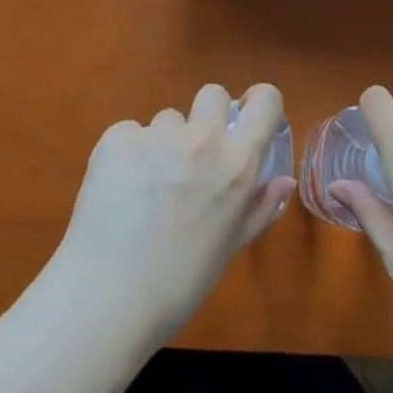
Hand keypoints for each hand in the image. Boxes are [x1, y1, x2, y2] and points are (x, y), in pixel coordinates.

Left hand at [49, 82, 293, 346]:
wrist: (107, 298)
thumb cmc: (179, 285)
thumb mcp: (228, 248)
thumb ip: (259, 208)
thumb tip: (285, 180)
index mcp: (237, 164)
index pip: (266, 101)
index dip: (259, 102)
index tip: (248, 115)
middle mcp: (203, 139)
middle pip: (212, 94)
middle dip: (206, 117)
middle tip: (192, 157)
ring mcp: (158, 133)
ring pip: (168, 119)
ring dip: (163, 143)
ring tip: (146, 188)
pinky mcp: (119, 136)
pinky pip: (131, 133)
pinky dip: (128, 155)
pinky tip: (118, 190)